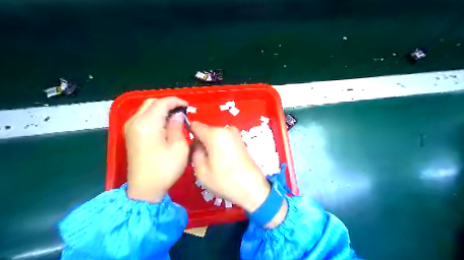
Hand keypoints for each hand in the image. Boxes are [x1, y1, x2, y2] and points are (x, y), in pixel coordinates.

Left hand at [124, 97, 188, 202]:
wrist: (145, 189)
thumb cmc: (165, 169)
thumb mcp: (179, 147)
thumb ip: (177, 126)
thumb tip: (178, 115)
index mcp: (147, 124)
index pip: (161, 103)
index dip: (176, 101)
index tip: (187, 106)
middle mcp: (135, 122)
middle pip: (151, 103)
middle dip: (167, 104)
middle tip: (182, 112)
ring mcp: (130, 128)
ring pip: (146, 109)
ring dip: (161, 109)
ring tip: (175, 117)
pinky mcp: (130, 134)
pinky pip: (142, 117)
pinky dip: (154, 116)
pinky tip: (164, 124)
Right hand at [191, 122, 271, 213]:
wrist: (252, 188)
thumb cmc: (224, 180)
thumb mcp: (201, 170)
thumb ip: (194, 152)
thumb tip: (196, 144)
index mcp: (215, 134)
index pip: (195, 125)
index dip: (188, 133)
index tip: (188, 147)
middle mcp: (226, 129)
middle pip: (206, 131)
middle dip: (201, 142)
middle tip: (201, 160)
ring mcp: (235, 134)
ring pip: (215, 135)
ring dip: (210, 145)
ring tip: (213, 162)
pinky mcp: (241, 140)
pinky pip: (224, 139)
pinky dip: (220, 146)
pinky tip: (222, 161)